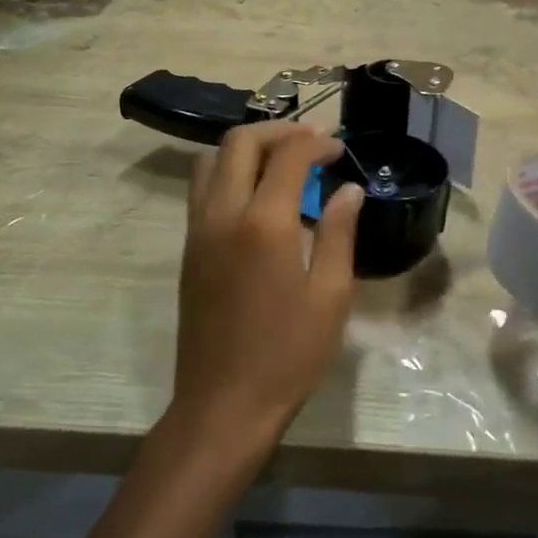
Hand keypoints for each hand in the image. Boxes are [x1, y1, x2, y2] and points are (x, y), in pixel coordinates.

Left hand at [170, 124, 362, 456]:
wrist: (223, 405)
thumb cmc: (288, 354)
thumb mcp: (331, 295)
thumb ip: (340, 233)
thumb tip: (348, 190)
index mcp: (264, 224)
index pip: (289, 155)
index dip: (317, 143)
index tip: (340, 150)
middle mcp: (223, 214)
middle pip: (240, 142)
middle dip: (278, 131)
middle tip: (312, 142)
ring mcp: (198, 231)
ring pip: (211, 160)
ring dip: (248, 148)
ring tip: (283, 161)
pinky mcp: (189, 250)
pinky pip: (203, 188)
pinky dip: (230, 171)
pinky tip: (259, 195)